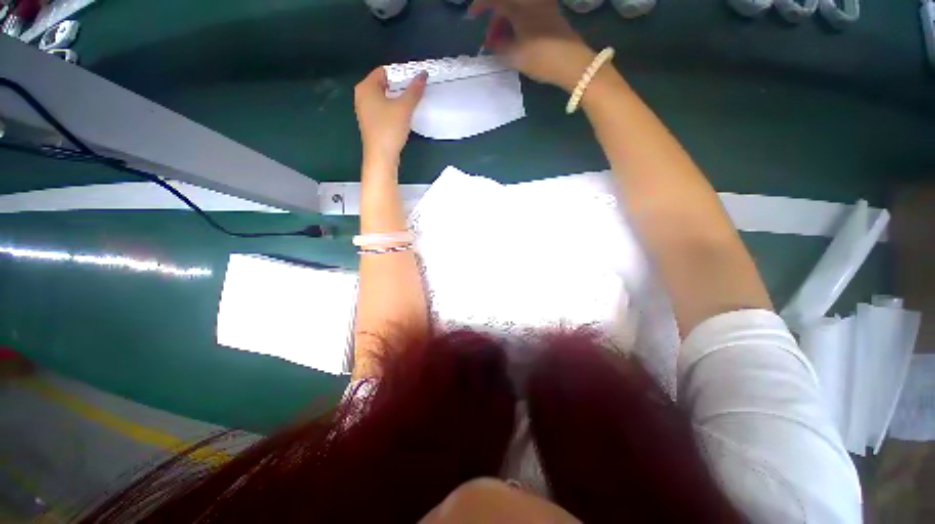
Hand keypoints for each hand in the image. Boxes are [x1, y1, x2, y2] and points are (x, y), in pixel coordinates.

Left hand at [354, 67, 427, 165]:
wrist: (381, 157)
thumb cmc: (389, 129)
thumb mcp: (404, 107)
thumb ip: (414, 90)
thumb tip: (423, 74)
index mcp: (366, 87)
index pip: (384, 71)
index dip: (400, 74)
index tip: (414, 81)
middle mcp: (362, 96)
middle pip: (383, 84)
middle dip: (399, 86)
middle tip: (414, 92)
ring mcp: (364, 110)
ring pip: (383, 97)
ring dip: (396, 99)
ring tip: (410, 104)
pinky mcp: (370, 123)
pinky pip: (382, 109)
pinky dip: (392, 109)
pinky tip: (402, 117)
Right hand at [469, 0, 596, 91]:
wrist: (572, 63)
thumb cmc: (542, 58)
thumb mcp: (515, 56)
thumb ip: (499, 48)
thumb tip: (491, 43)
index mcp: (520, 7)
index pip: (494, 1)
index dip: (480, 6)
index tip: (471, 17)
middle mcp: (532, 2)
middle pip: (507, 4)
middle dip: (495, 20)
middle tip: (490, 40)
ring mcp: (544, 8)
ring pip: (518, 9)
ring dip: (507, 23)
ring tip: (503, 44)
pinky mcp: (552, 16)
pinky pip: (529, 13)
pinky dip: (519, 23)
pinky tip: (517, 39)